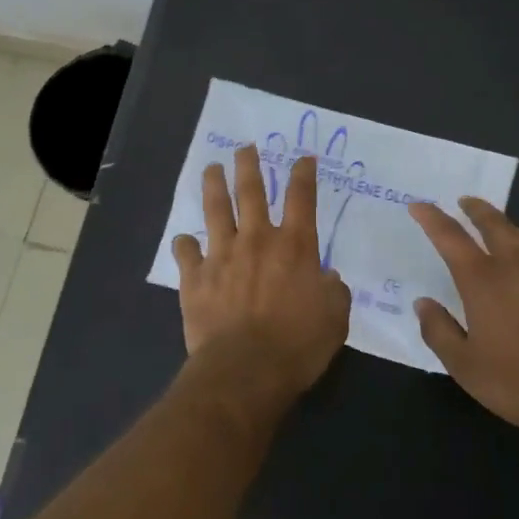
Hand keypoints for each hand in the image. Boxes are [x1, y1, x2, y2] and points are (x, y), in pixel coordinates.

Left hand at [172, 146, 350, 408]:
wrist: (245, 370)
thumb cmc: (298, 345)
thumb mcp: (335, 318)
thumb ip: (333, 291)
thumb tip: (327, 278)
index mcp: (294, 246)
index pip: (301, 197)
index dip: (303, 174)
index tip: (303, 158)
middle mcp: (257, 240)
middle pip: (251, 190)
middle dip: (249, 165)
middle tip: (244, 148)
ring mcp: (222, 255)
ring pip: (215, 210)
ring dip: (214, 186)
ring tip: (211, 169)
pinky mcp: (196, 278)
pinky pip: (186, 253)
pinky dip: (185, 245)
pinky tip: (184, 241)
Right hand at [408, 198, 518, 434]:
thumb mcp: (466, 366)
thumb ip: (439, 331)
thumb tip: (423, 303)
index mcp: (483, 280)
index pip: (450, 237)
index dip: (431, 218)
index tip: (419, 205)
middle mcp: (517, 264)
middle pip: (493, 224)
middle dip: (476, 209)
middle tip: (466, 201)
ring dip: (508, 228)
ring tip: (501, 229)